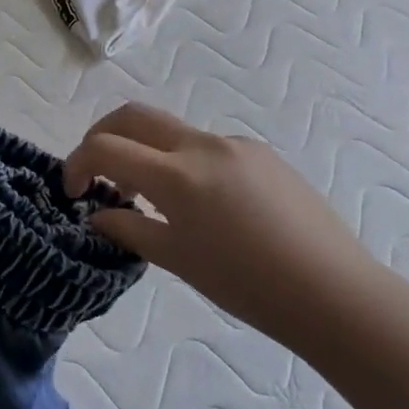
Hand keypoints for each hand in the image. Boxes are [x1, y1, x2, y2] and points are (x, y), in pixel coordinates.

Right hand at [63, 102, 383, 351]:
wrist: (335, 293)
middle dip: (102, 135)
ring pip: (172, 131)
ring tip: (151, 198)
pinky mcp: (262, 153)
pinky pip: (207, 146)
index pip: (106, 148)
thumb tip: (97, 214)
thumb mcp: (177, 260)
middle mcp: (203, 146)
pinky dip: (183, 162)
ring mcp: (236, 144)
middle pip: (134, 115)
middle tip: (96, 170)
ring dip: (145, 151)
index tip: (73, 190)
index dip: (77, 163)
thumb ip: (128, 229)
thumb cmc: (248, 286)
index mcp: (178, 176)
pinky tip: (203, 205)